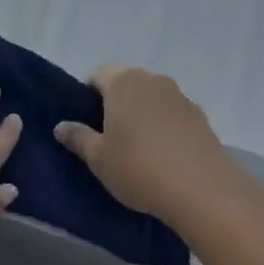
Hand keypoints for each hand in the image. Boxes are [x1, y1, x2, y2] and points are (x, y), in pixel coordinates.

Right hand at [54, 66, 246, 224]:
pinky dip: (164, 126)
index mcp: (123, 82)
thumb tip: (60, 126)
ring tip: (137, 148)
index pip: (98, 74)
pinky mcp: (201, 116)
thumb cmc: (138, 168)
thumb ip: (78, 137)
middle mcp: (152, 80)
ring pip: (151, 98)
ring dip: (142, 114)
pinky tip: (163, 155)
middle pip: (126, 83)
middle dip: (116, 103)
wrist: (203, 189)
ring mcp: (180, 96)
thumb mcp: (98, 158)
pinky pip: (172, 114)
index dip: (88, 94)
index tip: (86, 122)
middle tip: (108, 136)